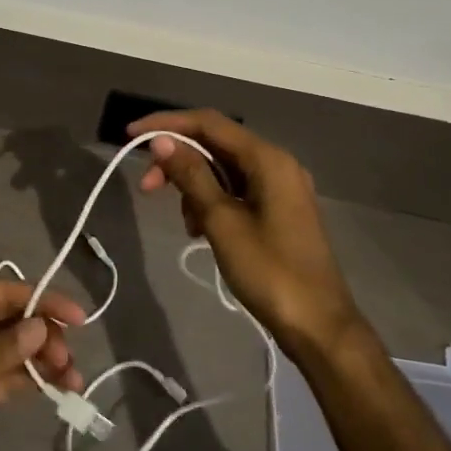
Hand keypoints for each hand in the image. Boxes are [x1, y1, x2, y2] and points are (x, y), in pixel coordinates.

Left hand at [0, 280, 85, 450]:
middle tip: (70, 363)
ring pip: (9, 351)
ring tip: (74, 381)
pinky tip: (54, 390)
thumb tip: (41, 328)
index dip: (40, 299)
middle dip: (43, 335)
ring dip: (40, 361)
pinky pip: (1, 380)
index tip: (77, 316)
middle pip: (8, 321)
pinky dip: (27, 382)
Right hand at [131, 109, 362, 358]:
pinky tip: (200, 230)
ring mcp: (280, 187)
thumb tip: (162, 142)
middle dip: (178, 160)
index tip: (131, 135)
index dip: (167, 124)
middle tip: (147, 187)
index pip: (208, 123)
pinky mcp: (278, 209)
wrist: (319, 327)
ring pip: (224, 169)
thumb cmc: (270, 272)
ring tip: (185, 222)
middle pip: (216, 144)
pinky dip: (212, 200)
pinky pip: (236, 190)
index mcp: (268, 159)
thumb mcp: (222, 222)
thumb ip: (192, 176)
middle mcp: (276, 163)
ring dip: (194, 184)